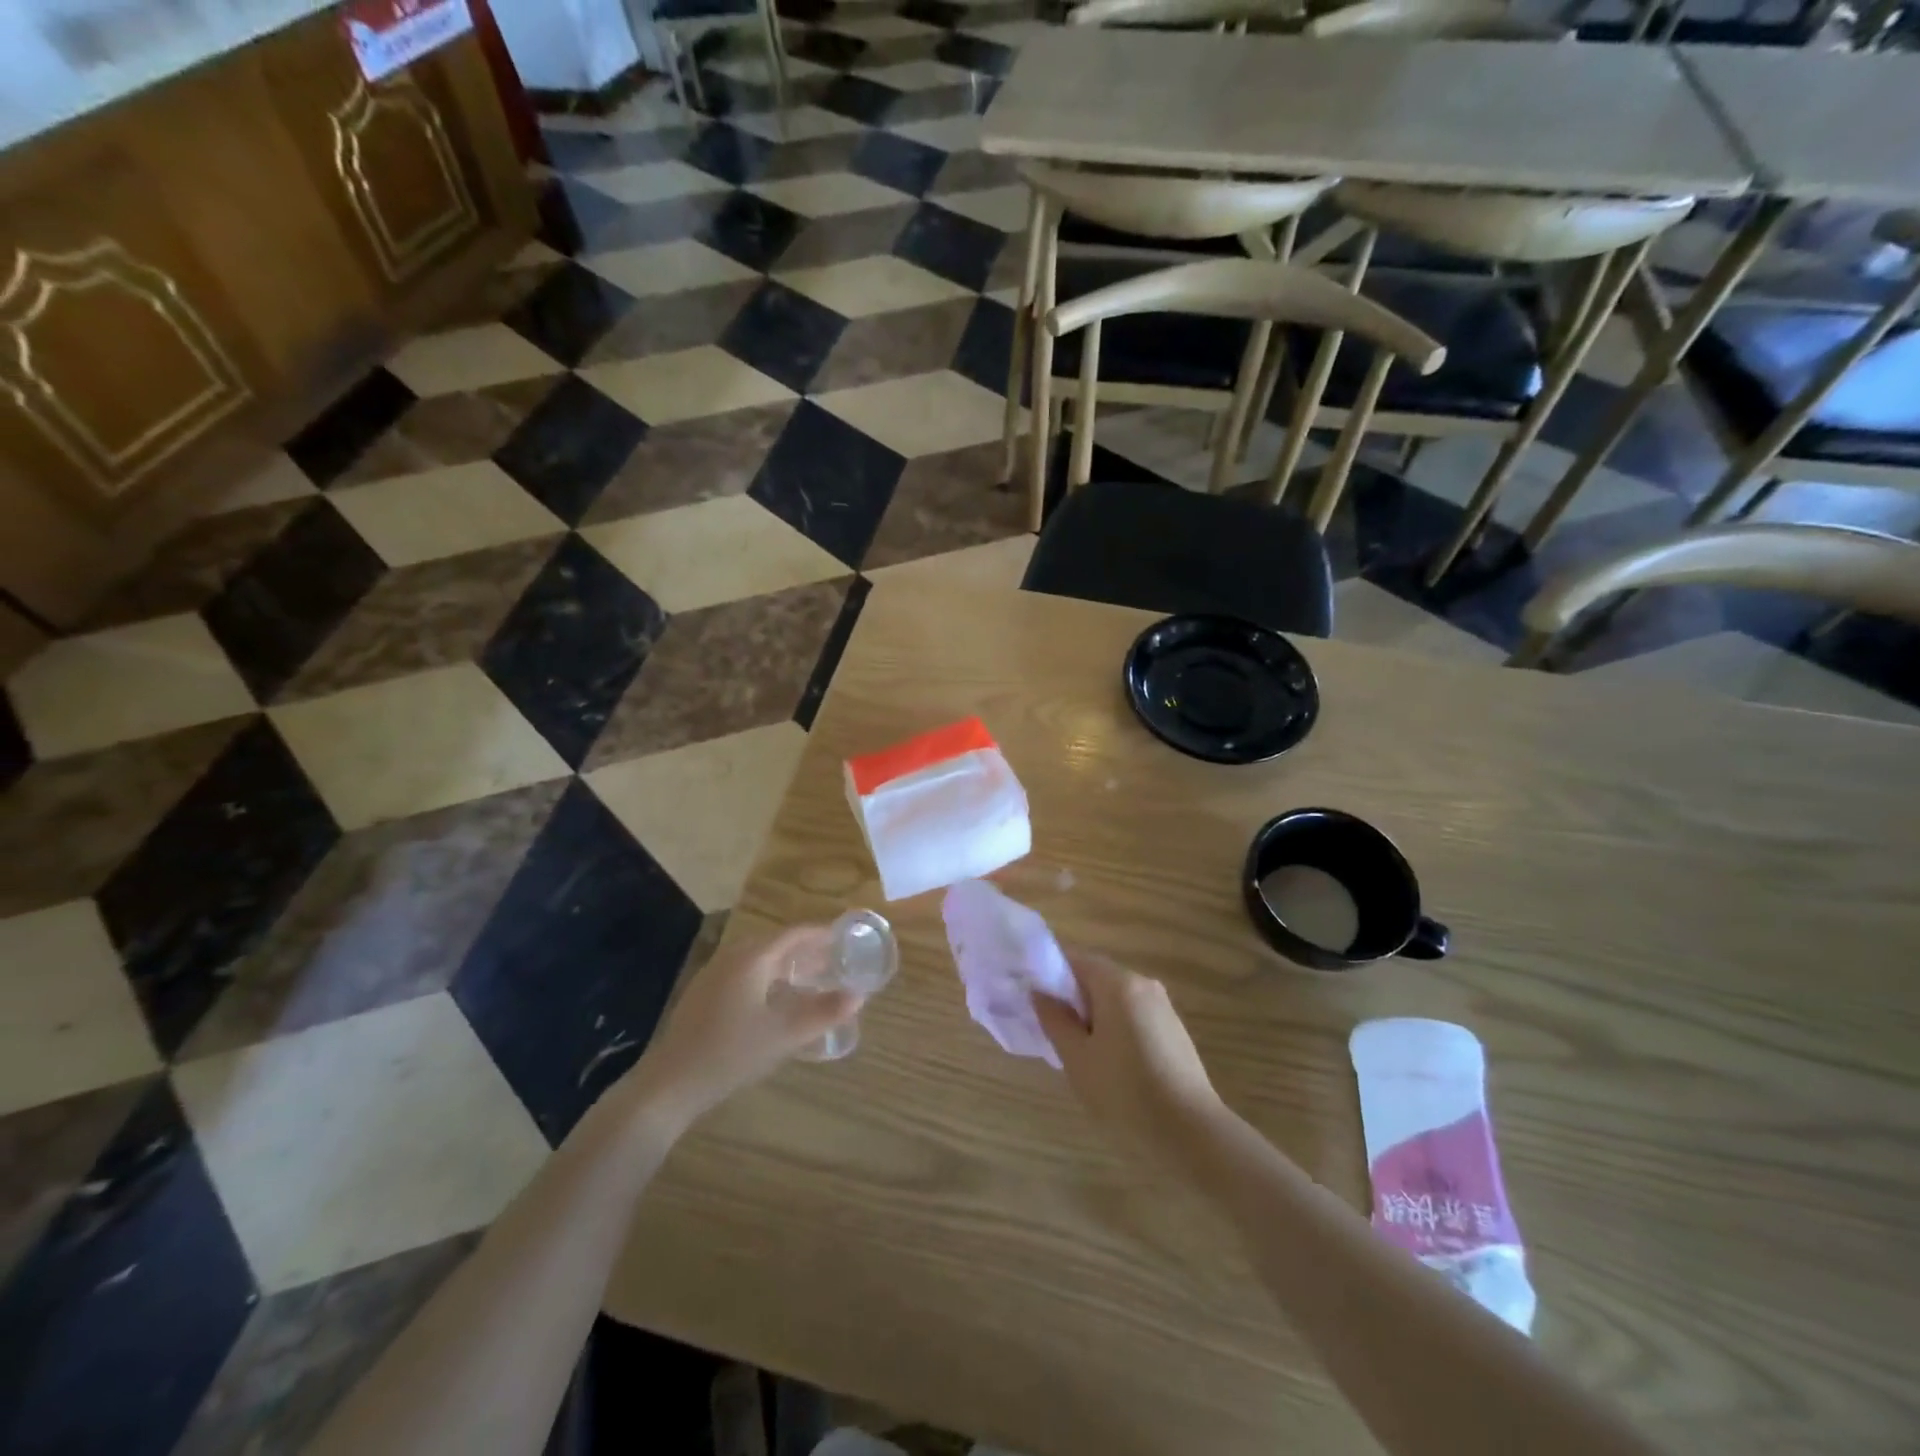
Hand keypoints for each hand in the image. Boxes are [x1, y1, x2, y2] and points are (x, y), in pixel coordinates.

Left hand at [623, 926, 857, 1130]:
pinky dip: (768, 974)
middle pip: (777, 942)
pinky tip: (776, 998)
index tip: (846, 938)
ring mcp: (714, 973)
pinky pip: (745, 970)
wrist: (669, 1084)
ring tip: (811, 977)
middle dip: (807, 948)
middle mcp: (733, 956)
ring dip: (787, 962)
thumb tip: (858, 995)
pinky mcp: (704, 992)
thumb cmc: (731, 1054)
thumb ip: (824, 1013)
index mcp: (753, 957)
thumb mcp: (785, 1035)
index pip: (795, 933)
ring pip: (759, 956)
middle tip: (834, 960)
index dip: (823, 933)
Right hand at [1033, 950, 1223, 1154]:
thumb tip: (1039, 993)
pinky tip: (1112, 1065)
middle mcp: (1143, 984)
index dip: (1050, 975)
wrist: (1191, 1132)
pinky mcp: (1174, 1029)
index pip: (1075, 959)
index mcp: (1118, 983)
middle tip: (1055, 1033)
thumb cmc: (1125, 1091)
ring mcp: (1162, 1006)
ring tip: (1082, 1054)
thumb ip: (1054, 1019)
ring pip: (1115, 998)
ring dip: (1094, 1016)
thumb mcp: (1077, 1058)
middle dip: (1072, 999)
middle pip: (1096, 977)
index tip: (1035, 1001)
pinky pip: (1134, 1015)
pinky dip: (1116, 1028)